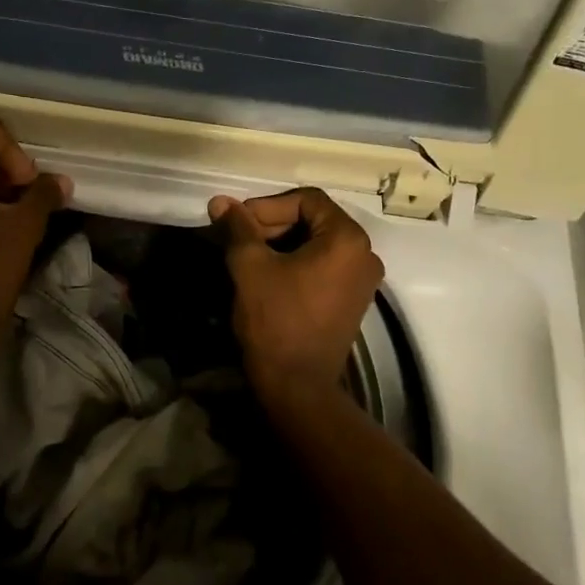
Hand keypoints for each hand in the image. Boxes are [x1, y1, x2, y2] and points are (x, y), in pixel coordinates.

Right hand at [208, 188, 383, 411]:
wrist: (297, 385)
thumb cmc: (275, 320)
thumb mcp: (250, 267)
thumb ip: (237, 228)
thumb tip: (219, 201)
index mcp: (347, 239)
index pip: (306, 199)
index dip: (267, 205)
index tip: (237, 222)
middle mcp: (365, 254)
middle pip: (315, 220)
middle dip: (272, 224)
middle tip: (238, 239)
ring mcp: (363, 280)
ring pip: (318, 244)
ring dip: (281, 243)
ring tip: (247, 256)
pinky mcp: (353, 301)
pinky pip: (324, 266)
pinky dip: (296, 263)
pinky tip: (267, 275)